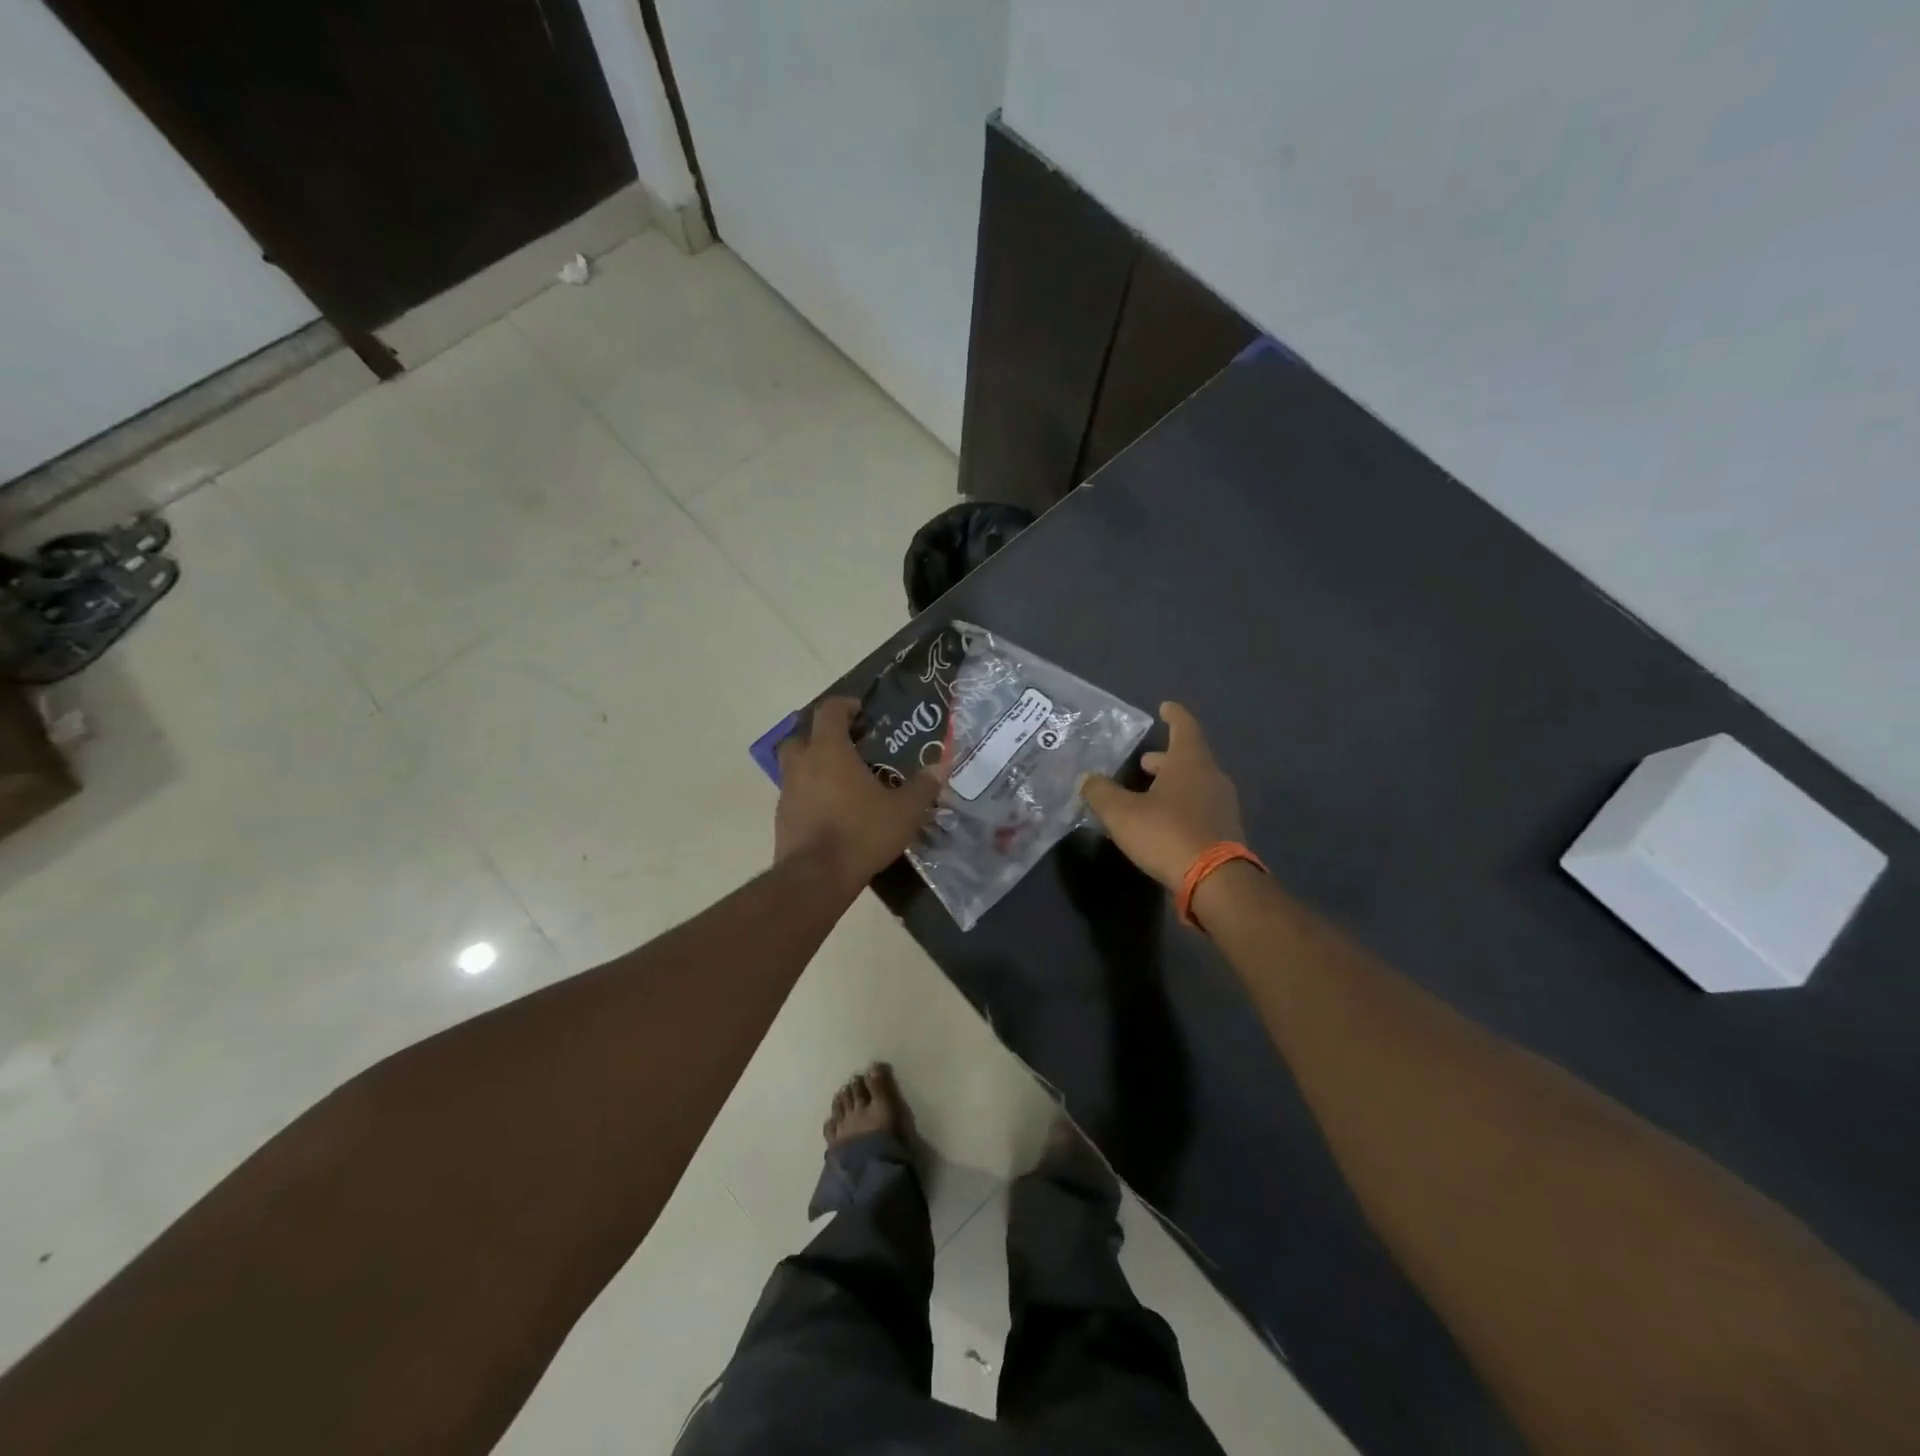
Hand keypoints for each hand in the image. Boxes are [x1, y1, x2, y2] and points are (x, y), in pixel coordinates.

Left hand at [775, 698, 943, 884]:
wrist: (816, 878)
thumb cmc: (861, 833)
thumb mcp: (904, 811)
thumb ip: (923, 786)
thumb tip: (941, 766)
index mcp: (829, 751)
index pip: (829, 710)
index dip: (844, 705)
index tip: (860, 711)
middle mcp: (802, 764)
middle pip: (801, 735)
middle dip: (821, 734)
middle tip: (846, 744)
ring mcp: (787, 791)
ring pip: (794, 765)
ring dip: (813, 765)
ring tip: (841, 779)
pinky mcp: (782, 818)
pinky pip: (795, 794)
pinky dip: (809, 793)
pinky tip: (831, 810)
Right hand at [1079, 702, 1244, 888]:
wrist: (1215, 881)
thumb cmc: (1167, 833)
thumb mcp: (1122, 813)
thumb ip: (1100, 793)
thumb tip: (1086, 779)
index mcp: (1190, 761)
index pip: (1184, 727)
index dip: (1173, 715)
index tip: (1164, 707)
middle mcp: (1211, 777)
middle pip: (1189, 758)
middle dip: (1165, 758)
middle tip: (1144, 761)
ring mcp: (1222, 805)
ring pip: (1194, 784)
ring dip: (1172, 783)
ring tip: (1147, 792)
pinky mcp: (1224, 831)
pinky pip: (1199, 807)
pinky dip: (1180, 806)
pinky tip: (1161, 821)